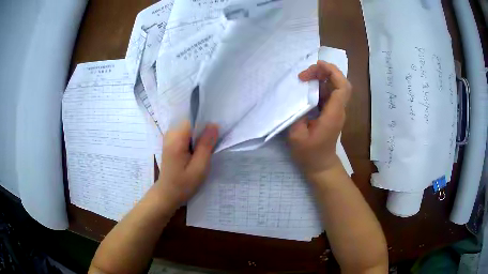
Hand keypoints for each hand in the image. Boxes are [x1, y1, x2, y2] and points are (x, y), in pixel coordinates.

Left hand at [156, 121, 217, 207]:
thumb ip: (206, 145)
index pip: (193, 121)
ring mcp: (169, 138)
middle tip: (208, 150)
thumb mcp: (199, 167)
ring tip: (201, 154)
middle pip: (191, 124)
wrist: (167, 194)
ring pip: (189, 130)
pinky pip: (185, 135)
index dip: (205, 126)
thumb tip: (214, 125)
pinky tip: (195, 155)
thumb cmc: (183, 184)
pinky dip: (192, 142)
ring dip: (198, 139)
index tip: (213, 139)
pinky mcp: (170, 143)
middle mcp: (170, 134)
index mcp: (176, 139)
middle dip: (202, 133)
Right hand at [288, 61, 351, 180]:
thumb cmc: (309, 154)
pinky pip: (329, 93)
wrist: (320, 165)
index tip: (317, 65)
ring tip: (304, 77)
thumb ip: (297, 114)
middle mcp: (338, 110)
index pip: (342, 87)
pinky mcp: (331, 112)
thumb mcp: (297, 136)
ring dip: (321, 78)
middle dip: (325, 72)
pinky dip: (319, 85)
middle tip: (305, 74)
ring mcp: (335, 111)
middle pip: (341, 83)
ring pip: (335, 86)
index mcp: (333, 115)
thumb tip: (297, 97)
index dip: (333, 72)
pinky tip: (307, 86)